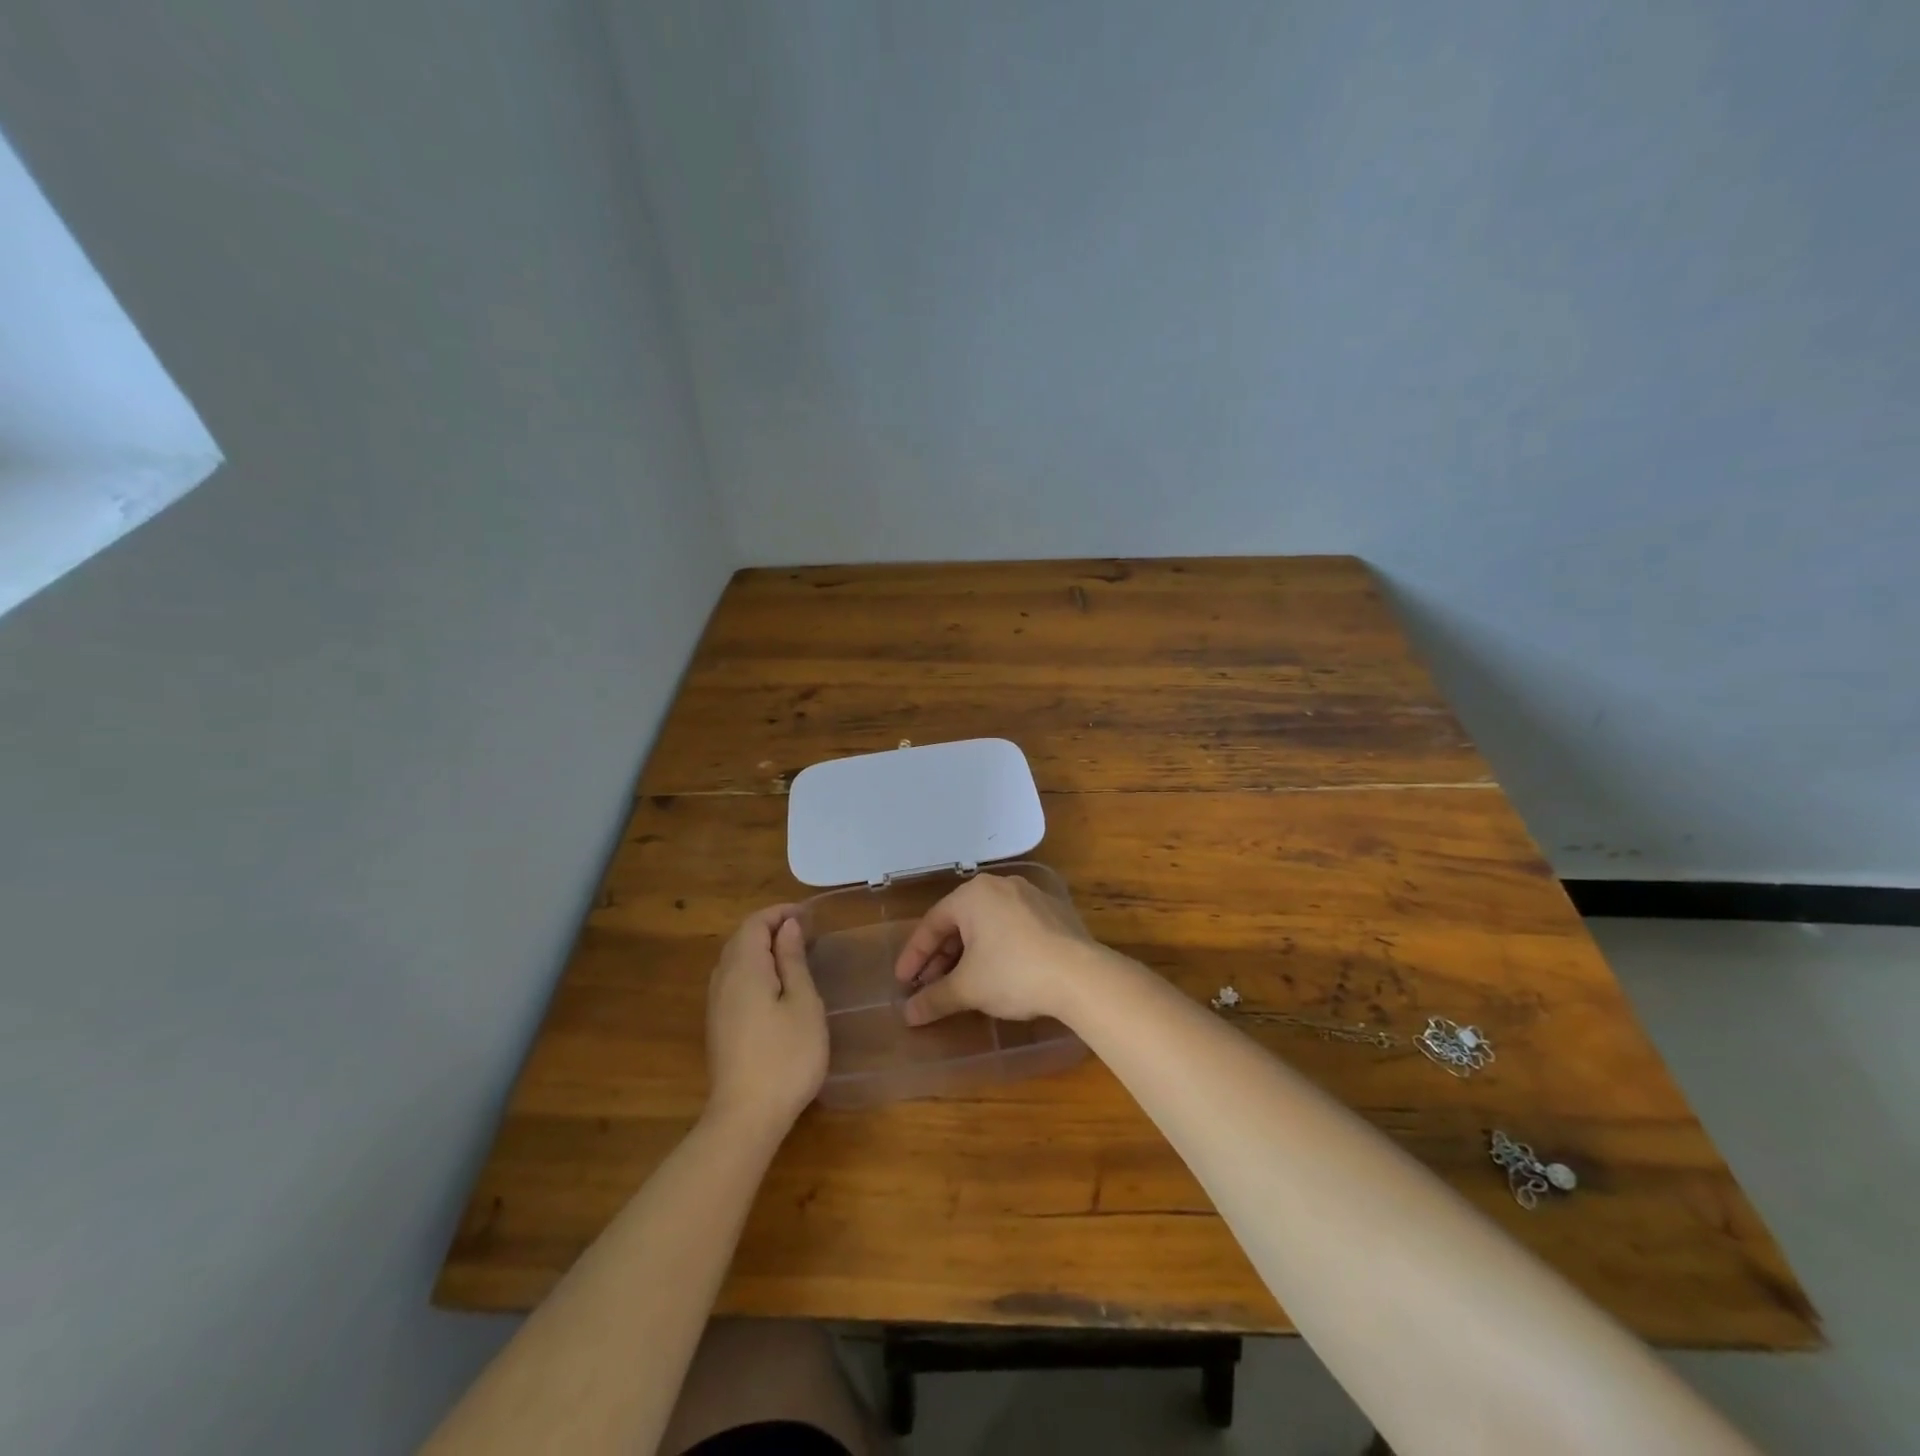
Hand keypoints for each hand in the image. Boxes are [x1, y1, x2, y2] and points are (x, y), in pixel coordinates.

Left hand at [705, 905, 828, 1135]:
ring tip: (793, 956)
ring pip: (734, 960)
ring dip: (761, 949)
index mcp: (744, 967)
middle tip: (804, 933)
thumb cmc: (786, 1055)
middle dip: (770, 928)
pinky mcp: (718, 1025)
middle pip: (741, 939)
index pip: (754, 924)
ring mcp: (716, 1004)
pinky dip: (754, 970)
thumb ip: (793, 960)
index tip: (808, 916)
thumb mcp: (803, 1002)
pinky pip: (733, 981)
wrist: (746, 1117)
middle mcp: (723, 979)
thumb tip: (787, 926)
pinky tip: (775, 987)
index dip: (779, 913)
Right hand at [892, 872, 1119, 1026]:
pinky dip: (996, 948)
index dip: (914, 956)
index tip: (903, 983)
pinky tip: (997, 974)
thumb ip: (934, 999)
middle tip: (930, 986)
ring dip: (968, 954)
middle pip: (960, 922)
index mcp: (973, 894)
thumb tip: (908, 1015)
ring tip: (961, 983)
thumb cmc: (1014, 973)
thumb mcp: (968, 988)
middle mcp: (1000, 886)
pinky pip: (1012, 927)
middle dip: (942, 957)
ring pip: (987, 924)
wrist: (1081, 976)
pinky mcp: (1053, 912)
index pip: (932, 923)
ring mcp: (1030, 896)